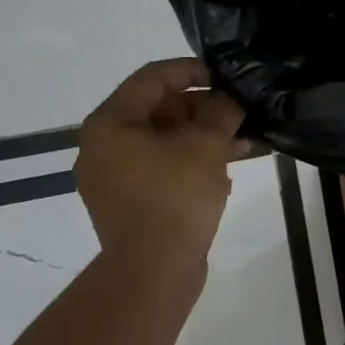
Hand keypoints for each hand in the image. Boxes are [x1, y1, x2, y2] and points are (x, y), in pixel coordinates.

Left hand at [75, 59, 245, 280]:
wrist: (152, 273)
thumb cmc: (175, 197)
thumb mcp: (207, 144)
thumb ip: (221, 110)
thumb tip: (229, 100)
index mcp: (110, 123)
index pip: (154, 77)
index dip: (194, 70)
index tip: (227, 78)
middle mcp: (102, 146)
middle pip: (157, 108)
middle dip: (202, 108)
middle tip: (238, 113)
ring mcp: (112, 177)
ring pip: (162, 140)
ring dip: (201, 136)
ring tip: (242, 141)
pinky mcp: (127, 202)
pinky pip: (160, 167)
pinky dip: (189, 161)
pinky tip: (225, 167)